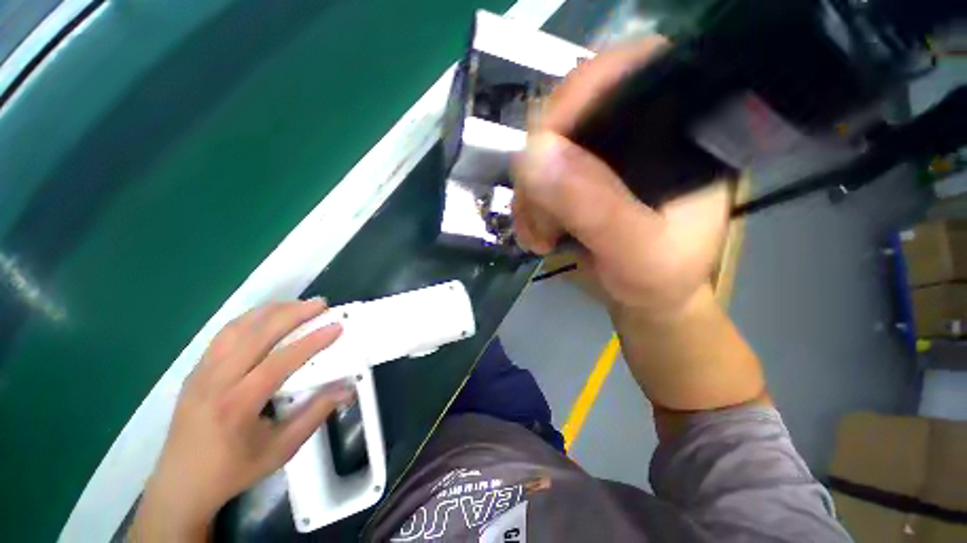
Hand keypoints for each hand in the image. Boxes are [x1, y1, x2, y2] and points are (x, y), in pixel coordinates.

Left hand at [132, 299, 354, 540]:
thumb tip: (347, 388)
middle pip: (256, 335)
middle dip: (293, 314)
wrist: (180, 484)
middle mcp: (216, 381)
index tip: (336, 326)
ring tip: (298, 304)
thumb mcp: (281, 449)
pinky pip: (225, 334)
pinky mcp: (196, 370)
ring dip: (271, 311)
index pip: (279, 362)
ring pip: (237, 328)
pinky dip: (251, 319)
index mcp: (237, 405)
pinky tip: (268, 317)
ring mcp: (201, 372)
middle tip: (321, 304)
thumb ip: (316, 414)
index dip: (311, 341)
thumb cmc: (234, 470)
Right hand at [513, 36, 729, 319]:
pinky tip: (537, 235)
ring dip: (530, 197)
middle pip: (569, 112)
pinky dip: (527, 207)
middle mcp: (637, 130)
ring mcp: (600, 155)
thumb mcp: (638, 251)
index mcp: (678, 130)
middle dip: (541, 168)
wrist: (645, 298)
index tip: (543, 149)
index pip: (629, 70)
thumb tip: (533, 155)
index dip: (578, 95)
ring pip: (542, 150)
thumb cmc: (661, 278)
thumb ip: (596, 207)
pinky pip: (534, 178)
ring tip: (541, 238)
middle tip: (542, 219)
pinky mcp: (576, 178)